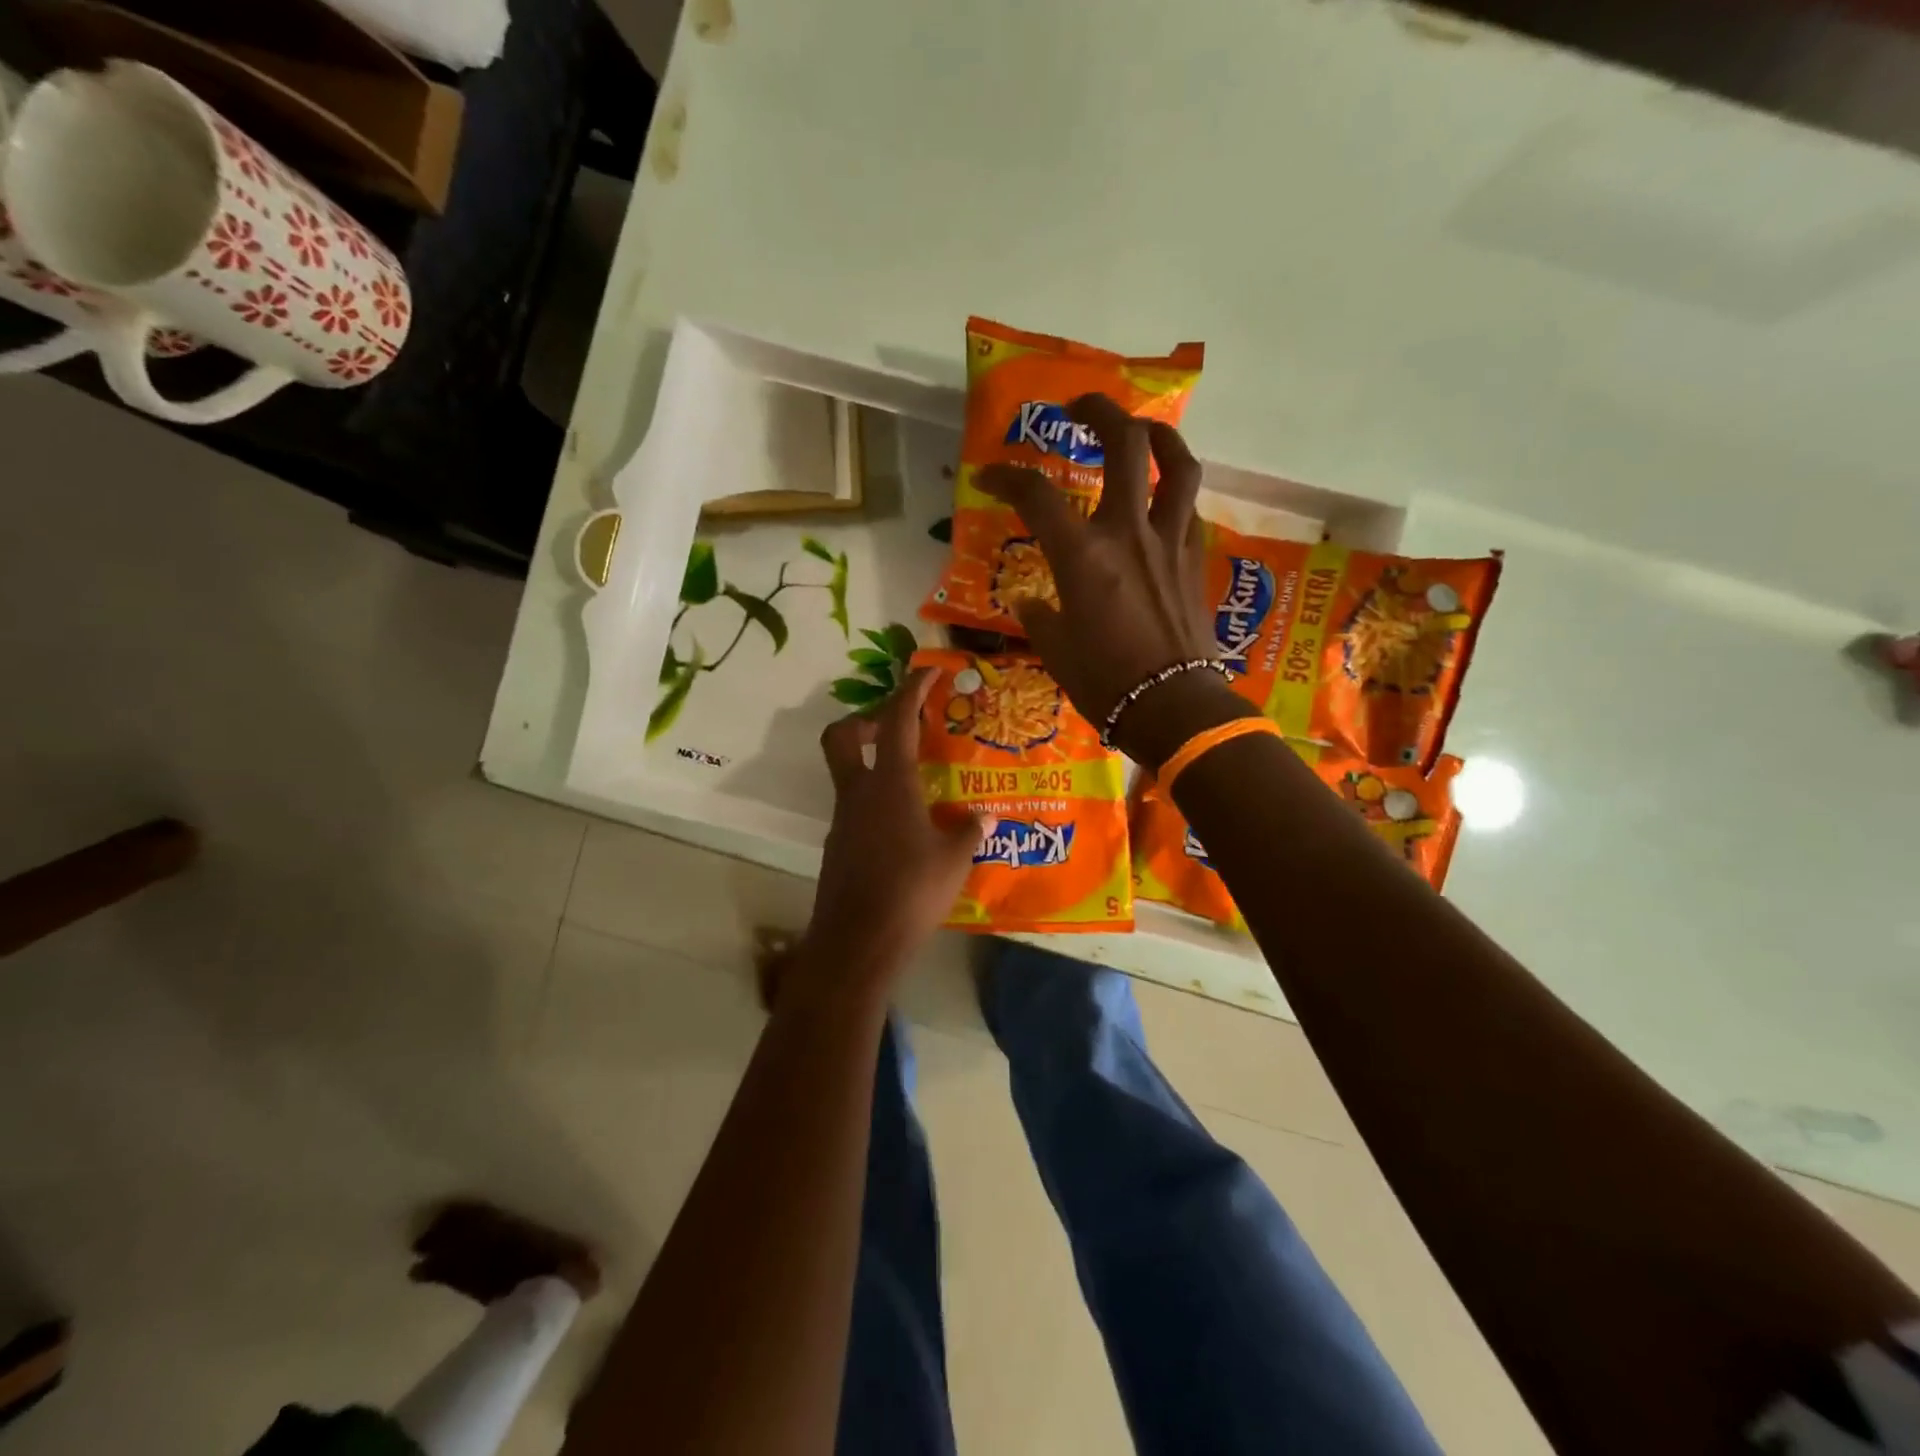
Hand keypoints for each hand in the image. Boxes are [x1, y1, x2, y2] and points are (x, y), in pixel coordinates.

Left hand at [798, 668, 985, 991]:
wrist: (858, 942)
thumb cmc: (911, 891)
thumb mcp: (954, 859)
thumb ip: (969, 831)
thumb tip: (983, 816)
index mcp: (889, 784)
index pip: (896, 721)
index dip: (911, 690)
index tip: (926, 673)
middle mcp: (858, 794)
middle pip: (842, 736)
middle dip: (866, 720)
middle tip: (899, 730)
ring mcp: (843, 821)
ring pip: (849, 775)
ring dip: (876, 767)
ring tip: (918, 786)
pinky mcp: (838, 847)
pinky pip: (856, 809)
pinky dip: (877, 804)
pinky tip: (906, 830)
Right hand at [979, 393, 1248, 766]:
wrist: (1172, 707)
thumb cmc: (1104, 682)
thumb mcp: (1055, 649)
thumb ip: (1039, 615)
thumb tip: (1030, 601)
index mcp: (1082, 555)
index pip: (1036, 495)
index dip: (1007, 477)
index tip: (989, 476)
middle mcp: (1128, 532)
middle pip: (1123, 444)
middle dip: (1100, 411)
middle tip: (1080, 407)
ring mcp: (1168, 541)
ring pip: (1175, 464)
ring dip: (1157, 435)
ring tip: (1141, 430)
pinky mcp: (1194, 558)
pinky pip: (1187, 507)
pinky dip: (1172, 491)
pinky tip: (1160, 500)